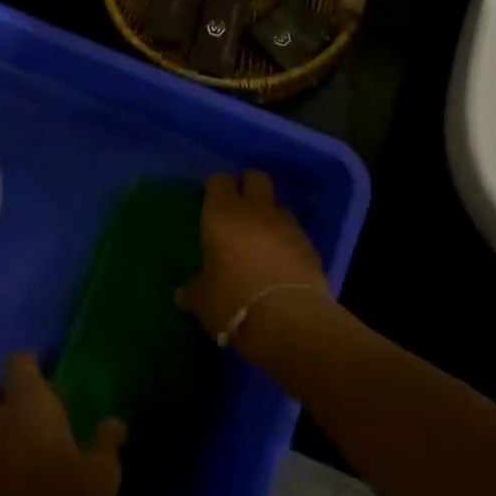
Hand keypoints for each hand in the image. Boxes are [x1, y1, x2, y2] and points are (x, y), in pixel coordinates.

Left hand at [0, 353, 125, 495]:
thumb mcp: (103, 473)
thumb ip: (107, 440)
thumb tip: (115, 422)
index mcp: (27, 407)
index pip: (18, 364)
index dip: (30, 364)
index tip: (46, 372)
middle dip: (14, 402)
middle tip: (39, 419)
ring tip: (21, 454)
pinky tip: (5, 489)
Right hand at [179, 171, 331, 347]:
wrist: (289, 318)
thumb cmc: (232, 300)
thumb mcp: (202, 299)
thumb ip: (194, 289)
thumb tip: (184, 293)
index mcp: (223, 213)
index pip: (219, 181)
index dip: (215, 187)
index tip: (210, 199)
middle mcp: (257, 209)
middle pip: (255, 178)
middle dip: (246, 185)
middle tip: (237, 207)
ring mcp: (288, 224)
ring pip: (278, 204)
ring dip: (269, 214)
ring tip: (260, 238)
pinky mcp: (311, 245)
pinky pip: (294, 232)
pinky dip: (286, 240)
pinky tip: (280, 261)